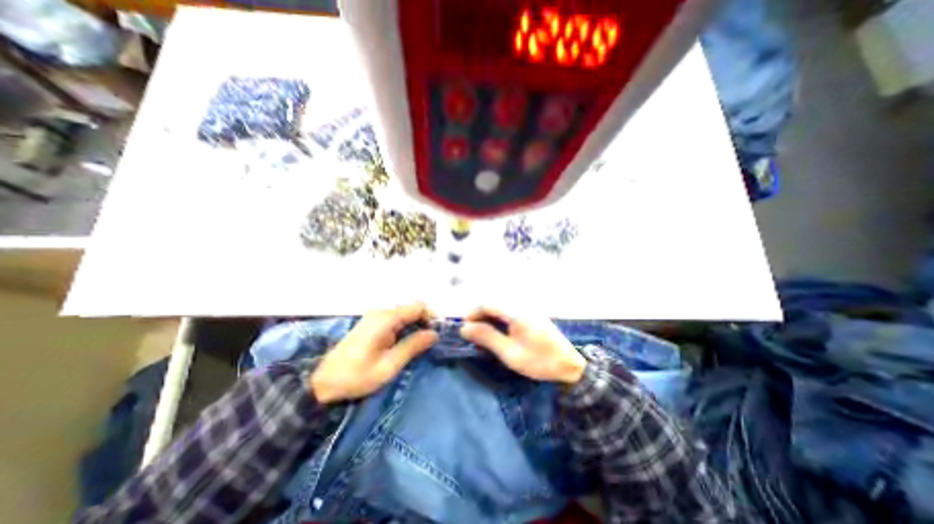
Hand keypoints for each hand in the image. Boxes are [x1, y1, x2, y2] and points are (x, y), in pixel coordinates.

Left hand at [309, 305, 436, 402]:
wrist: (321, 382)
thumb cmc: (356, 376)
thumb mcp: (389, 365)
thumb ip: (413, 346)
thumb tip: (434, 334)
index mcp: (385, 319)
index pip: (417, 307)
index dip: (431, 316)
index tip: (438, 332)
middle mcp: (381, 312)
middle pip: (411, 308)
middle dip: (424, 321)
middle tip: (431, 340)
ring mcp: (374, 316)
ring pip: (404, 313)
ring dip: (415, 324)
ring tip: (421, 343)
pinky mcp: (371, 323)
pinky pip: (395, 319)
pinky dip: (405, 327)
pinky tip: (406, 341)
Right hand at [459, 308, 581, 384]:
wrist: (569, 365)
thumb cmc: (539, 361)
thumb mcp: (509, 353)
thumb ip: (487, 337)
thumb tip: (465, 328)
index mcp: (516, 312)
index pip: (487, 303)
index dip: (472, 313)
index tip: (464, 327)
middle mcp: (521, 305)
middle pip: (493, 303)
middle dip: (479, 315)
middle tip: (471, 333)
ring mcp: (527, 309)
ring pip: (500, 307)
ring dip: (488, 317)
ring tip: (481, 334)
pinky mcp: (530, 314)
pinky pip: (508, 312)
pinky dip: (498, 319)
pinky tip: (496, 332)